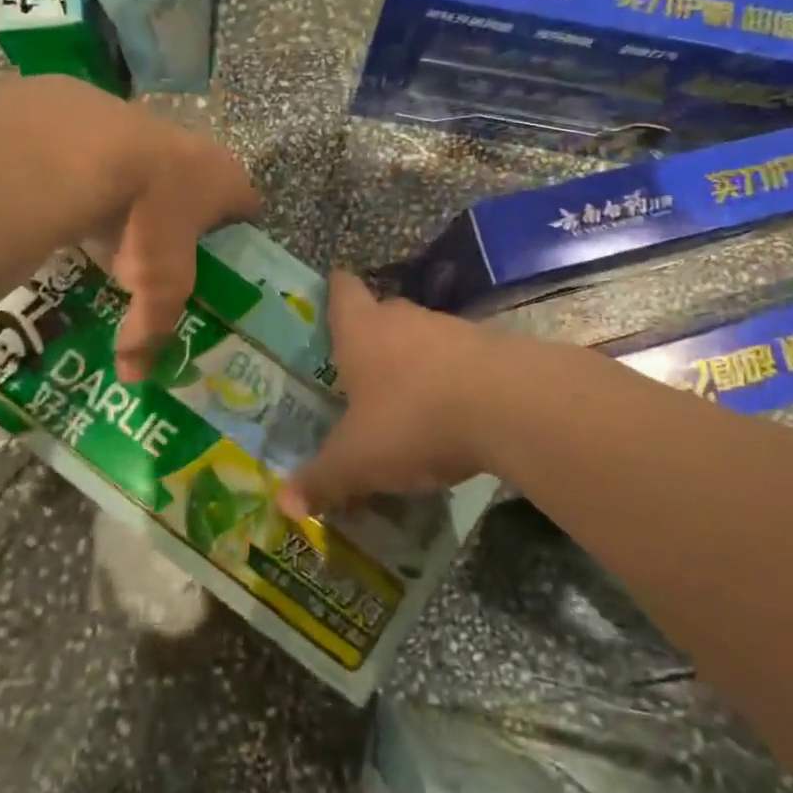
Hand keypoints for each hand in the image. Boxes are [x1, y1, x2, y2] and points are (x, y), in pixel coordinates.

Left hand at [32, 79, 260, 381]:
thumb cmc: (148, 219)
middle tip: (166, 251)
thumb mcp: (158, 285)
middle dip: (187, 215)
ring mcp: (149, 126)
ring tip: (118, 228)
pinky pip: (108, 155)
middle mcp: (196, 149)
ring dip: (142, 193)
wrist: (86, 149)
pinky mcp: (103, 116)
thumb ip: (151, 327)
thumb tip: (133, 375)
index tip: (227, 260)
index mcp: (225, 180)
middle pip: (201, 185)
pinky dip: (100, 178)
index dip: (240, 234)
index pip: (249, 207)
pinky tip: (79, 201)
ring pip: (154, 166)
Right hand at [278, 271, 516, 518]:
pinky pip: (460, 358)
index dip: (335, 289)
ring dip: (415, 359)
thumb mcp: (358, 461)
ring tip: (408, 398)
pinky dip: (452, 378)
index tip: (331, 291)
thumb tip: (283, 503)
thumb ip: (322, 480)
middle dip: (372, 334)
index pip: (343, 290)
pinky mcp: (491, 348)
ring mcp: (452, 329)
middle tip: (361, 366)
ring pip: (423, 336)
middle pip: (383, 312)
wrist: (508, 405)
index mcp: (362, 331)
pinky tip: (453, 412)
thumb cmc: (413, 419)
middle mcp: (404, 318)